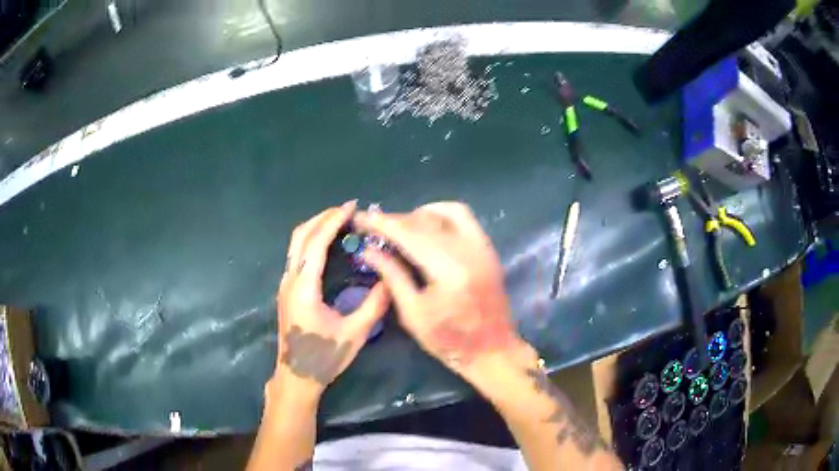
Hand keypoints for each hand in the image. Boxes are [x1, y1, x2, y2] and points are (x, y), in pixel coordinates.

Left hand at [272, 201, 389, 402]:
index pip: (315, 243)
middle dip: (322, 218)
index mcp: (304, 288)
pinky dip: (312, 241)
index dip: (332, 221)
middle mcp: (290, 280)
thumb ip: (374, 305)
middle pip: (300, 236)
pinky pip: (297, 255)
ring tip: (340, 221)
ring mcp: (286, 285)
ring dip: (316, 227)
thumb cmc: (324, 358)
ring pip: (296, 244)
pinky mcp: (288, 291)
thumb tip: (390, 279)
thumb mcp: (354, 334)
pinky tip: (329, 245)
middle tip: (347, 210)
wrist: (297, 376)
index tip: (351, 207)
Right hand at [354, 202, 528, 381]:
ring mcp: (482, 247)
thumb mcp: (413, 314)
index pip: (409, 234)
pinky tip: (426, 228)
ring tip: (400, 227)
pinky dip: (441, 216)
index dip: (382, 223)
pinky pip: (464, 218)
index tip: (360, 217)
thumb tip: (369, 251)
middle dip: (396, 219)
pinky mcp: (488, 249)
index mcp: (448, 270)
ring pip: (448, 211)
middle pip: (426, 220)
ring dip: (420, 214)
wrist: (493, 350)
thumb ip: (392, 277)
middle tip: (375, 225)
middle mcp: (468, 250)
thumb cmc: (450, 341)